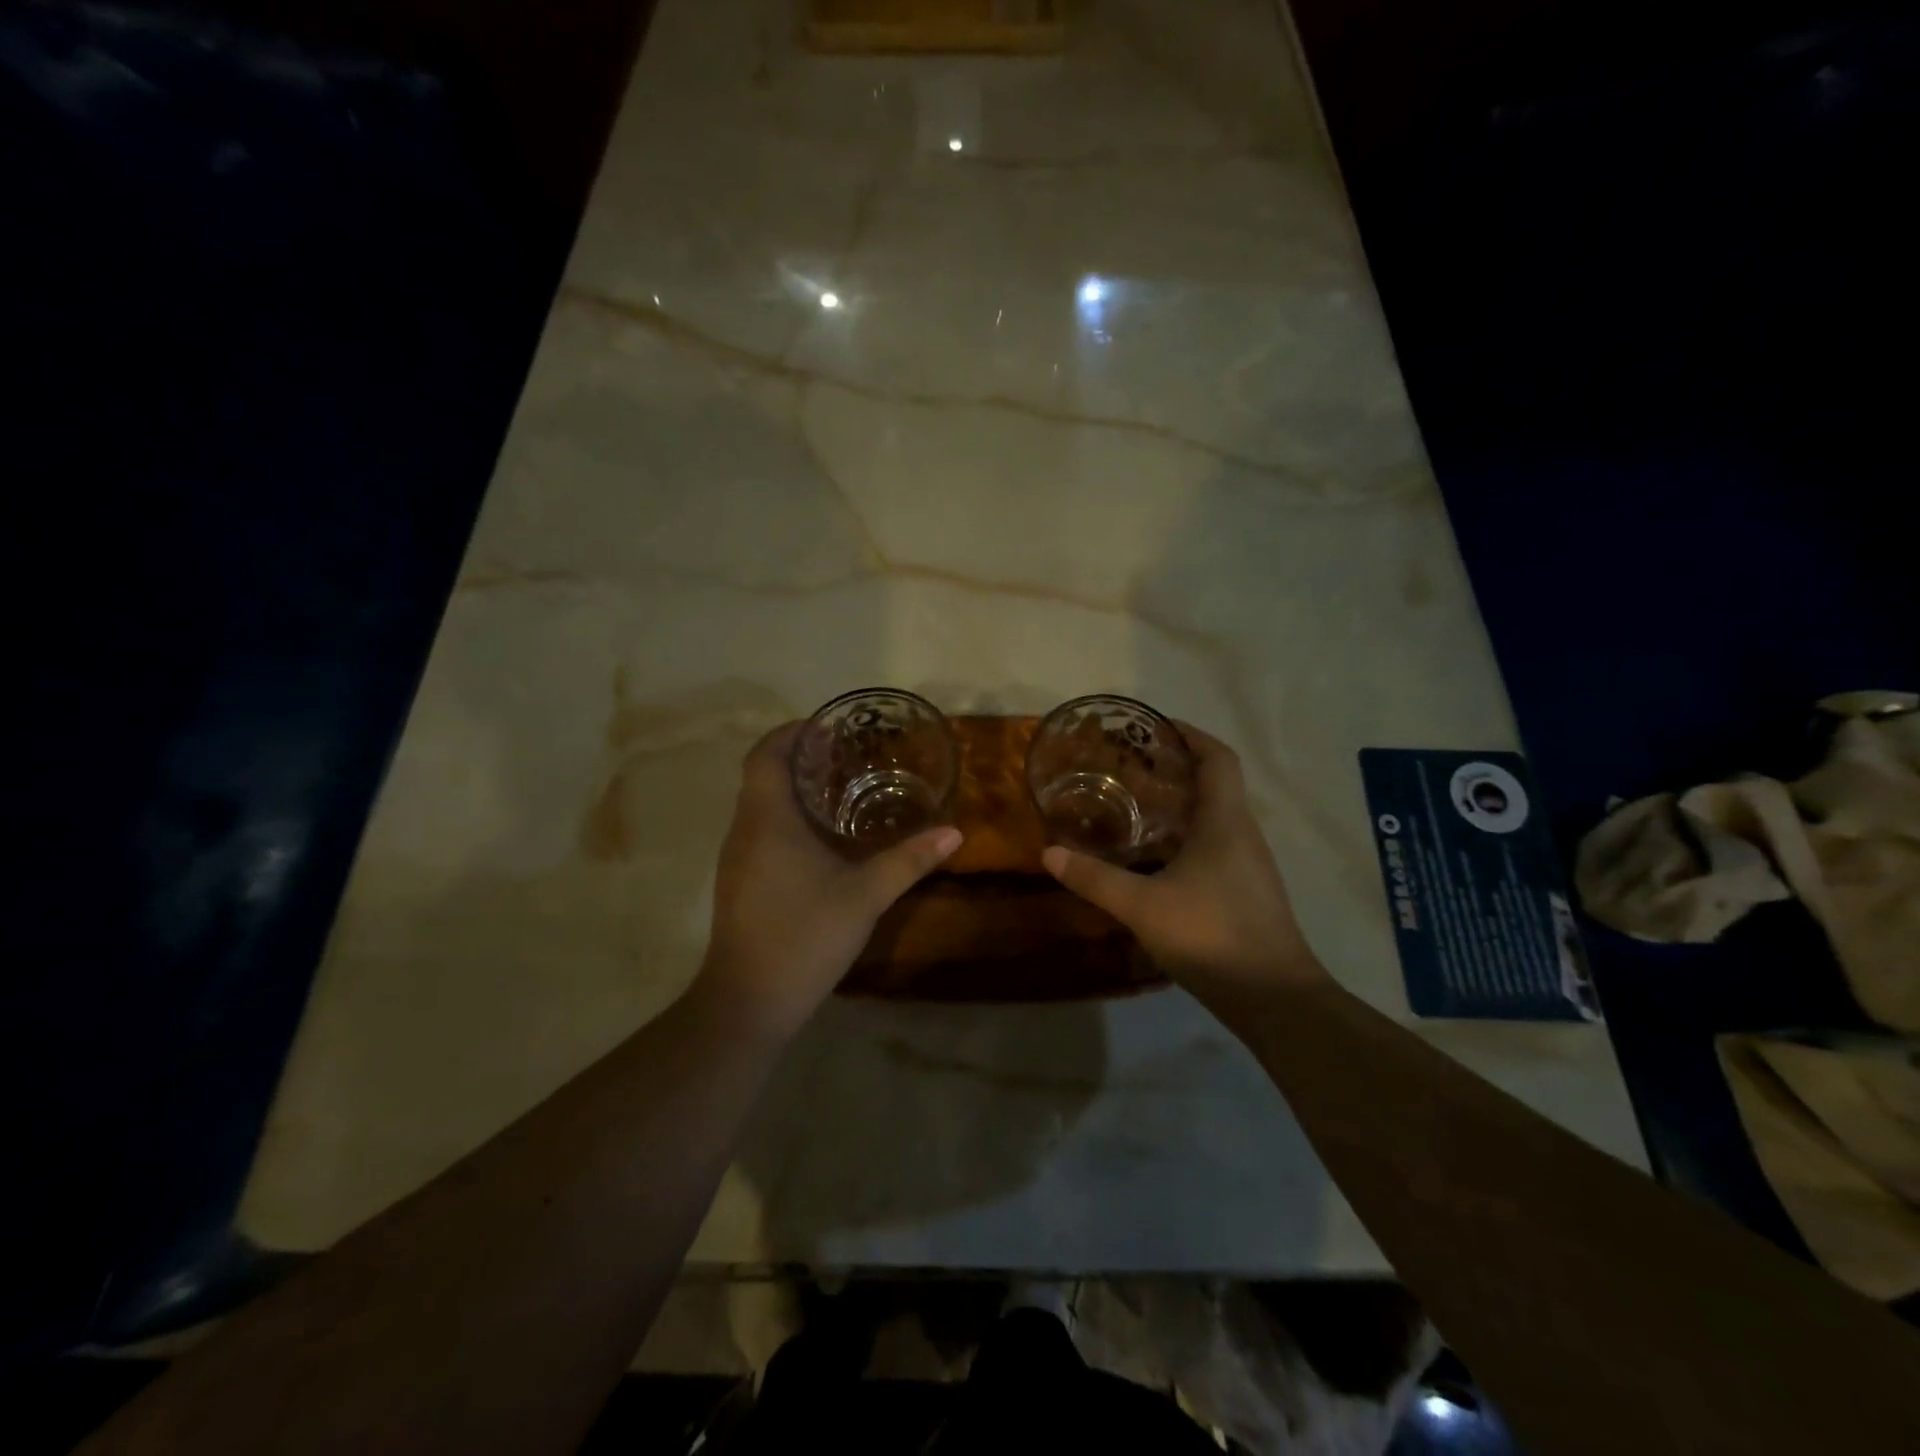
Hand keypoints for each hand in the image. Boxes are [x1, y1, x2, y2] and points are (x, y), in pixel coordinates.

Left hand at [695, 722, 962, 1039]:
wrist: (749, 1001)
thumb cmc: (804, 935)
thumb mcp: (865, 895)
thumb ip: (909, 861)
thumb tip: (953, 833)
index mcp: (768, 819)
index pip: (765, 754)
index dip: (792, 732)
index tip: (828, 728)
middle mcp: (745, 829)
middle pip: (763, 775)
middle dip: (800, 759)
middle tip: (847, 756)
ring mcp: (737, 857)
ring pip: (761, 804)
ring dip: (794, 790)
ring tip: (842, 790)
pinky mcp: (739, 881)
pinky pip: (761, 830)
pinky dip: (788, 818)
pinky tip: (823, 839)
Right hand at [1041, 724, 1328, 1015]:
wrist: (1274, 998)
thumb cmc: (1212, 935)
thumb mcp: (1143, 906)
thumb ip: (1095, 878)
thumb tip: (1049, 853)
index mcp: (1225, 822)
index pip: (1218, 758)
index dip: (1190, 735)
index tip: (1156, 728)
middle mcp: (1243, 834)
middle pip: (1216, 784)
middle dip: (1176, 769)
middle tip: (1130, 767)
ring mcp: (1249, 865)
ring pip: (1215, 818)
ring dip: (1181, 805)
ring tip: (1135, 806)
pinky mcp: (1246, 891)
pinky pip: (1215, 846)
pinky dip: (1186, 837)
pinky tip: (1156, 859)